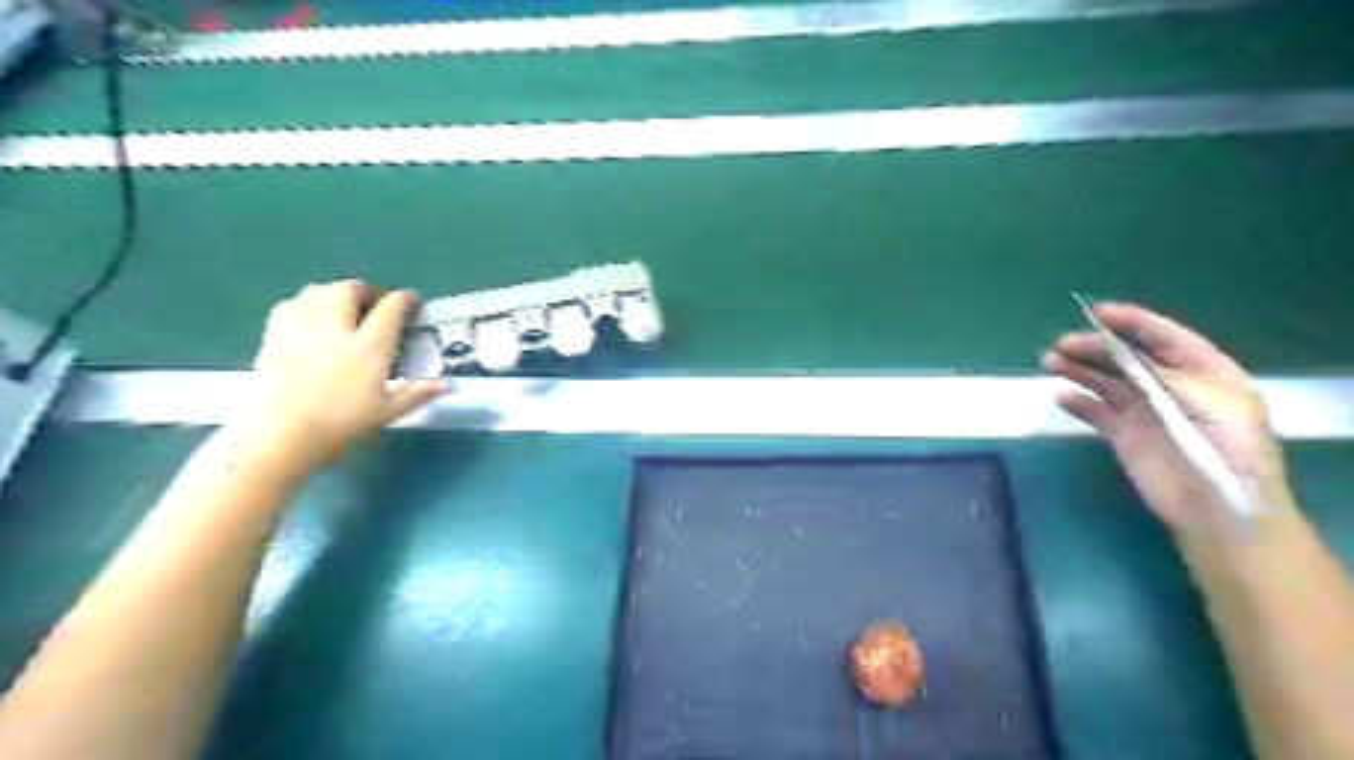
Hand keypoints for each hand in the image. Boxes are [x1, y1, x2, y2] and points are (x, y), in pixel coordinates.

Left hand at [233, 280, 446, 479]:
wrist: (283, 435)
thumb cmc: (342, 424)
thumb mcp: (388, 412)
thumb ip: (417, 393)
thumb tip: (445, 384)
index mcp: (369, 347)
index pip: (390, 310)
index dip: (403, 300)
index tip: (411, 300)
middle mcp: (336, 330)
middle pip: (348, 291)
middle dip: (364, 290)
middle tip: (373, 302)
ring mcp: (302, 331)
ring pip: (316, 292)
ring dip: (332, 293)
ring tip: (340, 305)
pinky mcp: (274, 338)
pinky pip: (288, 306)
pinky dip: (302, 304)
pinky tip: (307, 317)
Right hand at [1045, 301, 1289, 533]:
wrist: (1216, 507)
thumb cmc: (1222, 448)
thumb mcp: (1201, 400)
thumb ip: (1158, 374)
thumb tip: (1118, 353)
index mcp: (1204, 371)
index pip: (1164, 336)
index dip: (1131, 322)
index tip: (1096, 312)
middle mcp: (1172, 386)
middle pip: (1127, 357)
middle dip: (1094, 347)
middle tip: (1061, 345)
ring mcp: (1146, 411)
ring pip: (1106, 381)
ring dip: (1079, 370)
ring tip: (1050, 363)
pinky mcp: (1125, 435)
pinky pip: (1096, 412)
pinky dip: (1078, 403)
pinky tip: (1062, 396)